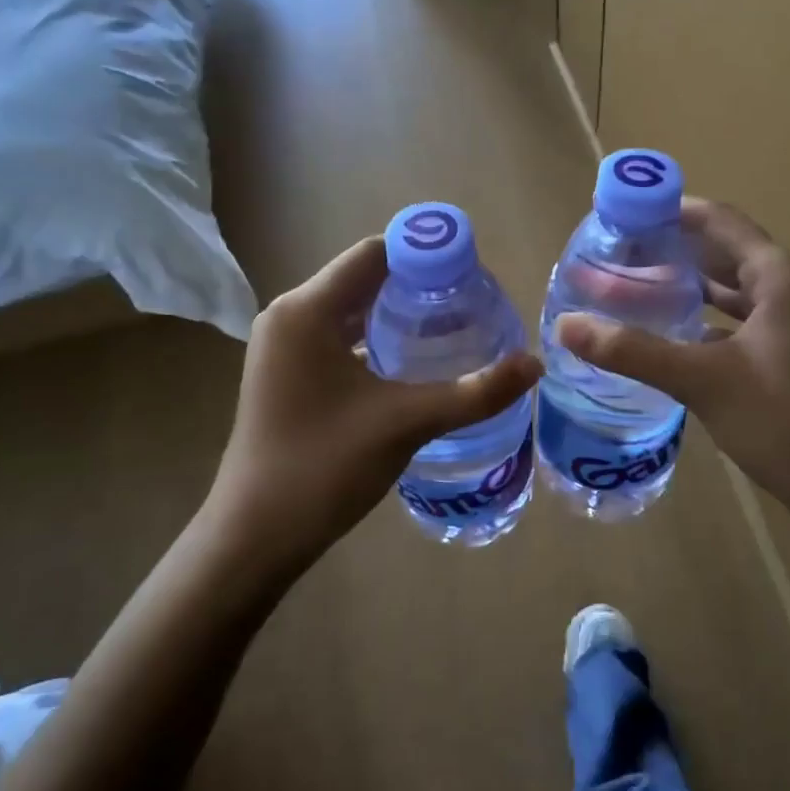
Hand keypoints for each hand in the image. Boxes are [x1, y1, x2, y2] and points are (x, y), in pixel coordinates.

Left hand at [211, 237, 541, 574]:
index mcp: (307, 310)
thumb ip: (474, 392)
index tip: (471, 277)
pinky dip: (373, 338)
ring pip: (350, 309)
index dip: (425, 256)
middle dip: (416, 285)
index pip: (374, 253)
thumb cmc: (324, 468)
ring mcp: (281, 346)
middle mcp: (288, 315)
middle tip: (469, 305)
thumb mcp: (407, 423)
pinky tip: (409, 363)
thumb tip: (535, 364)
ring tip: (449, 329)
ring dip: (396, 313)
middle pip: (363, 278)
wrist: (254, 536)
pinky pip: (336, 336)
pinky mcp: (284, 373)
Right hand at [556, 199, 789, 525]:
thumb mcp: (701, 380)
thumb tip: (564, 326)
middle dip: (671, 249)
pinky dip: (704, 317)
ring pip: (731, 288)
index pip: (718, 221)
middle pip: (722, 251)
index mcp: (779, 276)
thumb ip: (631, 349)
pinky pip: (739, 318)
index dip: (670, 211)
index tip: (622, 215)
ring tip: (632, 285)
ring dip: (686, 285)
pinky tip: (668, 330)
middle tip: (617, 252)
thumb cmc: (782, 420)